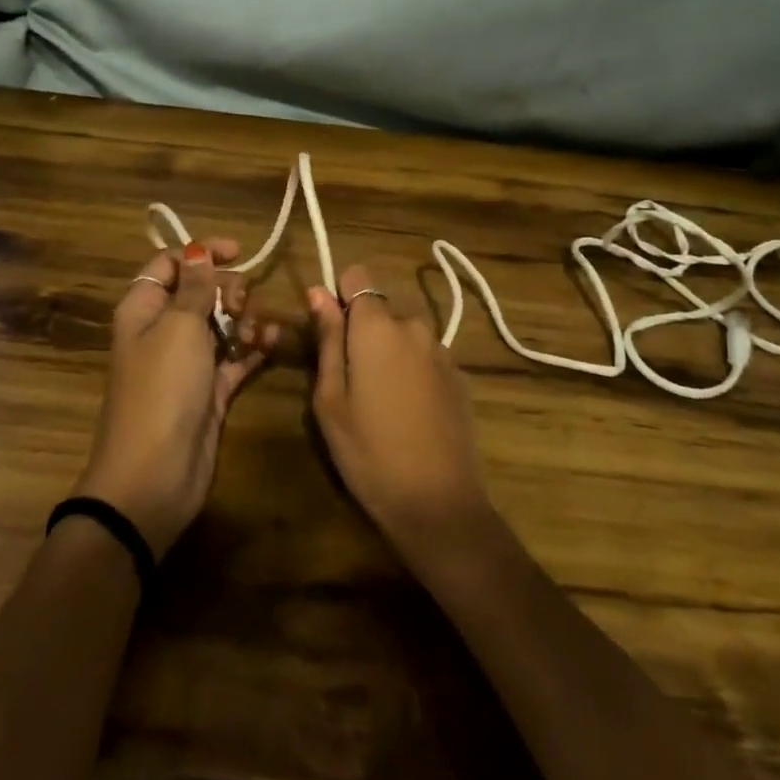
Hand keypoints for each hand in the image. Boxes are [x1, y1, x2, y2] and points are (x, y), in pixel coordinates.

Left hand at [78, 240, 278, 558]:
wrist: (155, 474)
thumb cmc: (162, 389)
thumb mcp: (179, 327)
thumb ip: (195, 288)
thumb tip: (199, 251)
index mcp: (144, 309)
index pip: (169, 265)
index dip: (201, 253)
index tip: (239, 251)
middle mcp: (164, 331)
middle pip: (200, 293)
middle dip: (227, 289)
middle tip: (241, 303)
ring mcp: (188, 362)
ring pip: (222, 324)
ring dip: (245, 319)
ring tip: (256, 331)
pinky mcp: (211, 390)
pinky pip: (236, 357)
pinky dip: (254, 348)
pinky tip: (272, 342)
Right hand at [308, 264, 494, 559]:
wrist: (438, 503)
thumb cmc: (369, 452)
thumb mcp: (331, 399)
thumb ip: (327, 339)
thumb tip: (318, 292)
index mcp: (378, 326)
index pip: (357, 276)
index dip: (340, 295)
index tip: (330, 331)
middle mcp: (415, 326)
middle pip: (380, 310)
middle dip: (362, 333)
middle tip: (349, 383)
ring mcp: (443, 351)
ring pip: (404, 335)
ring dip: (389, 353)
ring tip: (380, 404)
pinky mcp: (461, 376)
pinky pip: (426, 358)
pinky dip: (413, 372)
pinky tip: (410, 415)